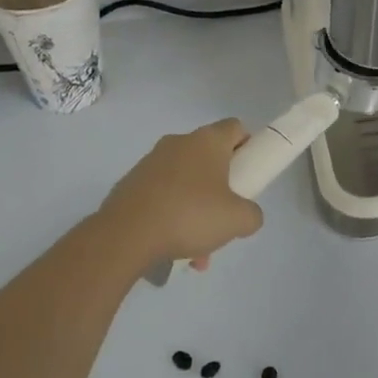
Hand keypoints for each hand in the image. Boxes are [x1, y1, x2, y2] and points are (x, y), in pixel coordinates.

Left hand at [95, 119, 262, 271]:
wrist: (125, 235)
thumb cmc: (189, 216)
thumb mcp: (237, 220)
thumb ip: (252, 214)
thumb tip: (246, 214)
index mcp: (207, 141)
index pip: (235, 128)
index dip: (247, 147)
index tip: (248, 175)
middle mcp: (178, 143)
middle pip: (210, 159)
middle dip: (220, 190)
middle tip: (223, 218)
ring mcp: (151, 162)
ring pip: (186, 183)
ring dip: (195, 211)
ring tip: (196, 250)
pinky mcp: (131, 183)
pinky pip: (162, 197)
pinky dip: (171, 217)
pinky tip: (172, 250)